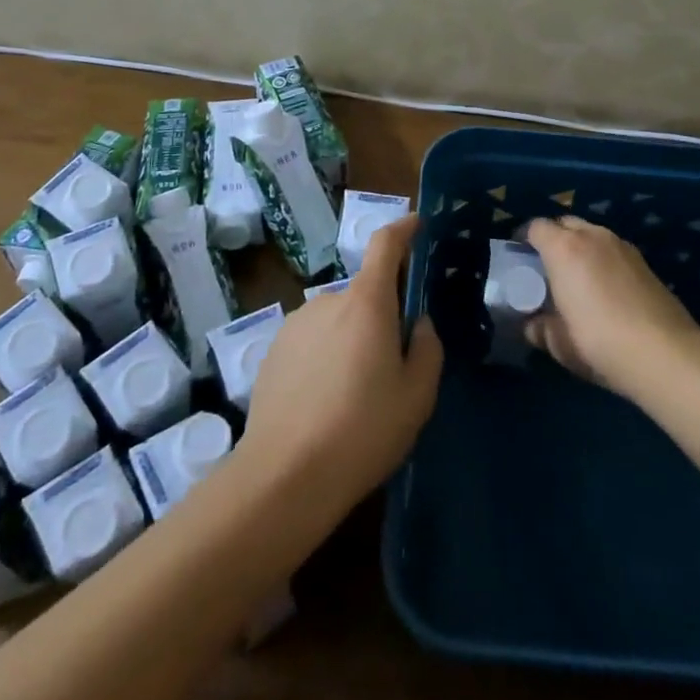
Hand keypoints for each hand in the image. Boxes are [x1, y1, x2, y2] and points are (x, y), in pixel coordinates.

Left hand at [239, 214, 441, 525]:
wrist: (284, 476)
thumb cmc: (363, 430)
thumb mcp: (417, 395)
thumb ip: (427, 348)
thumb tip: (419, 324)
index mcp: (367, 303)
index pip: (385, 244)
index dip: (403, 228)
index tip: (416, 223)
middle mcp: (328, 301)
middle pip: (364, 293)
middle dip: (382, 315)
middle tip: (393, 364)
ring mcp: (295, 324)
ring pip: (337, 320)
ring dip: (351, 339)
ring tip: (355, 394)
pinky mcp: (272, 351)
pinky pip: (312, 341)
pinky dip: (325, 356)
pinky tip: (325, 403)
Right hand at [523, 215, 699, 397]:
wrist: (664, 353)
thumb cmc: (598, 342)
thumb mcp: (558, 342)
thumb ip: (539, 327)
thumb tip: (533, 324)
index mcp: (563, 248)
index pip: (535, 227)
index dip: (524, 240)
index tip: (520, 259)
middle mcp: (593, 236)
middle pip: (565, 223)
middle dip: (553, 239)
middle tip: (547, 268)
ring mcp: (622, 246)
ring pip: (592, 234)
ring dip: (580, 248)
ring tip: (577, 279)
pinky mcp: (645, 261)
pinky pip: (612, 250)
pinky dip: (602, 260)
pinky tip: (606, 289)